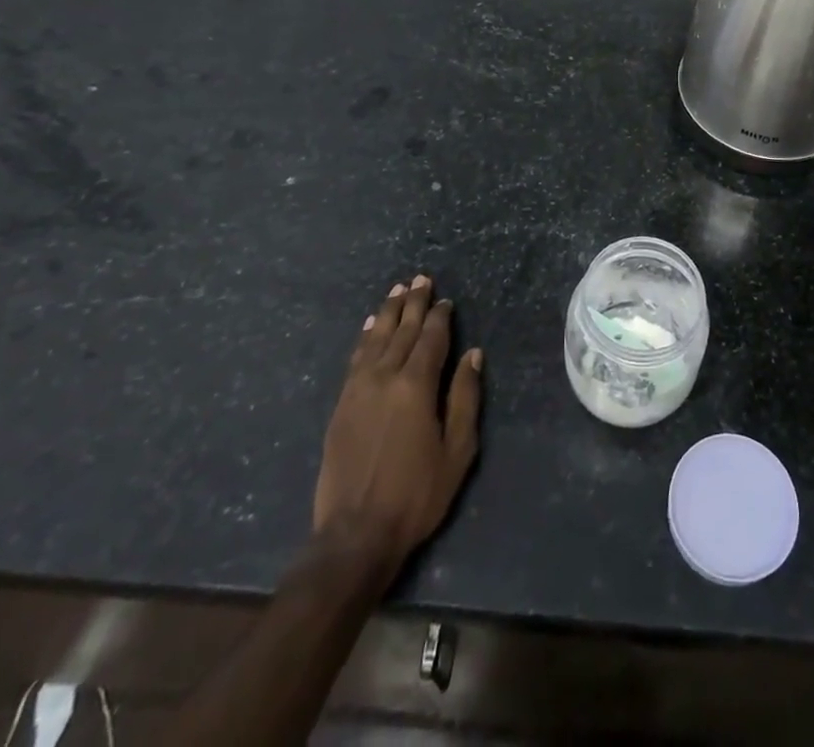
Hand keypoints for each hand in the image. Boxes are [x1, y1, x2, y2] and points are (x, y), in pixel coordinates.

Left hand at [312, 275, 483, 573]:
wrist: (355, 535)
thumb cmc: (417, 494)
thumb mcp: (457, 450)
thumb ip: (465, 397)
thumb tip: (472, 354)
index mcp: (415, 386)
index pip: (430, 339)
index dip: (440, 317)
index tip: (446, 300)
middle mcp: (384, 378)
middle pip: (401, 331)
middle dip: (413, 303)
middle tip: (420, 279)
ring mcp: (357, 390)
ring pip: (374, 339)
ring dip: (387, 312)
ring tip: (397, 291)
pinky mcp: (341, 406)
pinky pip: (355, 359)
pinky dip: (364, 337)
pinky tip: (368, 326)